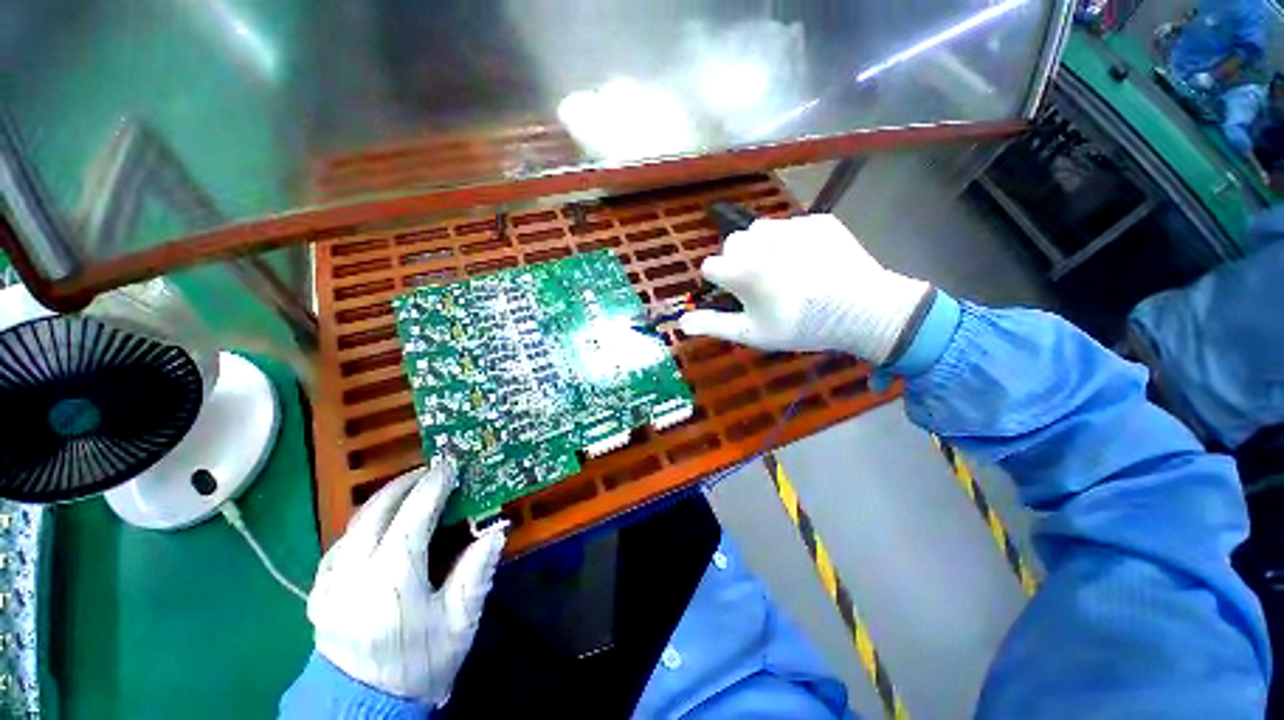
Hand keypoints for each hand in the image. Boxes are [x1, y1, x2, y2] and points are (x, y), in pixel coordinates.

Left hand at [308, 458, 504, 704]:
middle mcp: (354, 573)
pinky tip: (378, 525)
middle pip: (376, 511)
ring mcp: (330, 583)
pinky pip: (341, 544)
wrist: (363, 710)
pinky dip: (364, 524)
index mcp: (392, 579)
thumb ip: (476, 571)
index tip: (450, 466)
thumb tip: (497, 530)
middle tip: (430, 471)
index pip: (413, 515)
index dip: (434, 485)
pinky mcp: (319, 593)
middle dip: (405, 483)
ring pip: (354, 524)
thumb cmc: (419, 664)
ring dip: (383, 500)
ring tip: (409, 490)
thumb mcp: (459, 622)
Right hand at [678, 214, 930, 363]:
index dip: (720, 283)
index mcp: (741, 268)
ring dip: (761, 246)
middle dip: (738, 261)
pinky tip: (810, 262)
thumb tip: (681, 323)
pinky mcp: (817, 220)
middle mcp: (760, 240)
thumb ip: (713, 325)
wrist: (862, 310)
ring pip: (759, 229)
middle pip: (732, 244)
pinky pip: (792, 226)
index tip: (736, 296)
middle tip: (760, 284)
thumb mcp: (751, 333)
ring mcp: (791, 226)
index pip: (710, 266)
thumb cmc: (799, 326)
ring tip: (782, 269)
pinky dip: (792, 241)